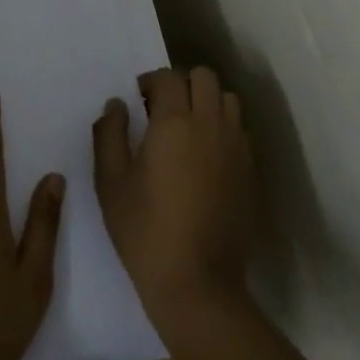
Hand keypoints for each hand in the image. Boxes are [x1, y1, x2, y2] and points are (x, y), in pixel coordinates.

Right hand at [94, 67, 252, 326]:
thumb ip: (109, 134)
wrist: (198, 283)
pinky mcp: (250, 171)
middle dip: (182, 83)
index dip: (150, 81)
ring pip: (228, 99)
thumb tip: (117, 104)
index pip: (169, 77)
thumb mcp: (110, 182)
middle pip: (204, 77)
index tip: (138, 100)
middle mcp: (210, 125)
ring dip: (207, 101)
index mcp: (174, 123)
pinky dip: (223, 126)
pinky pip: (240, 129)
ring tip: (187, 127)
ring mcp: (236, 147)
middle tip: (162, 109)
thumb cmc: (145, 230)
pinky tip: (205, 155)